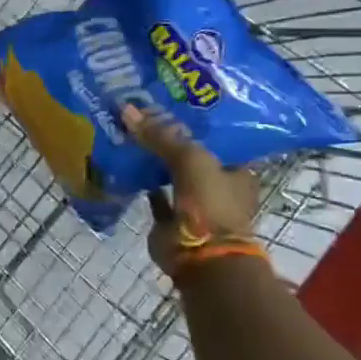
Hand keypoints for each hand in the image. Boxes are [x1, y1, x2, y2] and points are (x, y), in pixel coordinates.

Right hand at [122, 105, 261, 280]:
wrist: (201, 255)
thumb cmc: (210, 203)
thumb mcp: (190, 159)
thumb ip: (160, 136)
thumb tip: (127, 109)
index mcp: (237, 171)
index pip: (217, 139)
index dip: (195, 122)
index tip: (169, 104)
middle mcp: (218, 187)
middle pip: (190, 156)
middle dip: (168, 140)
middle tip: (141, 115)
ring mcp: (194, 206)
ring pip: (170, 175)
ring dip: (152, 161)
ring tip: (127, 133)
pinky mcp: (171, 221)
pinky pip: (153, 195)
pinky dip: (140, 183)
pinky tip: (123, 164)